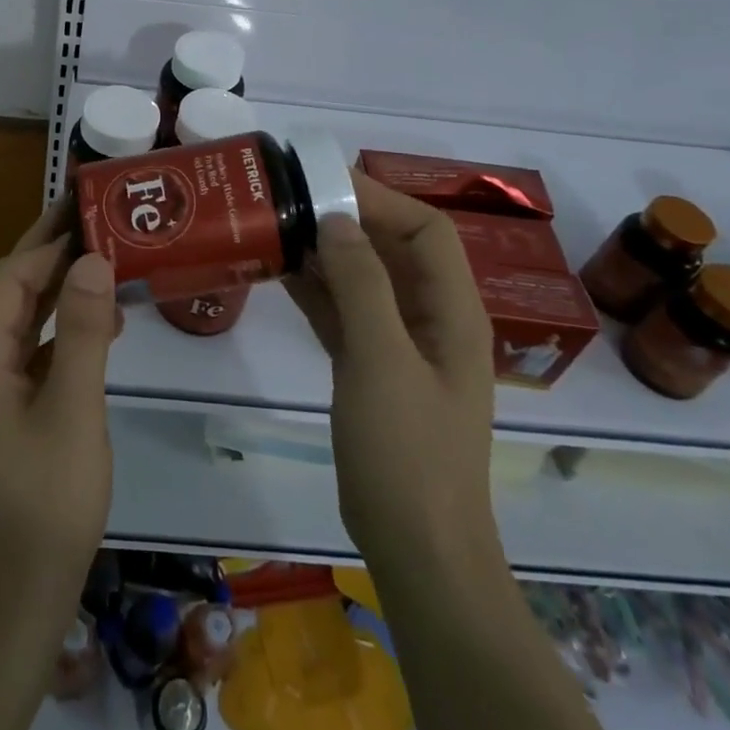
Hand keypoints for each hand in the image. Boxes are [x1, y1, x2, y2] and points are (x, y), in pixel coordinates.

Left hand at [0, 200, 121, 642]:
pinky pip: (26, 356)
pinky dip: (58, 332)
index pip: (6, 281)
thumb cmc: (43, 510)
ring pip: (17, 324)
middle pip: (6, 295)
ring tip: (101, 263)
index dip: (45, 245)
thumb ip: (83, 334)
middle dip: (46, 256)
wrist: (9, 609)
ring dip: (55, 291)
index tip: (86, 214)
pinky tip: (95, 331)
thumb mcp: (74, 415)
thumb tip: (92, 260)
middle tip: (91, 218)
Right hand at [286, 171, 501, 571]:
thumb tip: (336, 218)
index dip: (381, 198)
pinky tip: (279, 272)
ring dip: (327, 251)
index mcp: (452, 310)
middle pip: (394, 248)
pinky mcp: (372, 368)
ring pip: (365, 278)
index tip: (324, 181)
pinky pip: (345, 312)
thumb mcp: (381, 360)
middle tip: (291, 198)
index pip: (426, 230)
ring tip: (278, 225)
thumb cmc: (407, 451)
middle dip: (348, 218)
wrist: (416, 548)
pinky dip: (318, 289)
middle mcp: (430, 318)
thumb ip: (361, 284)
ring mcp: (400, 344)